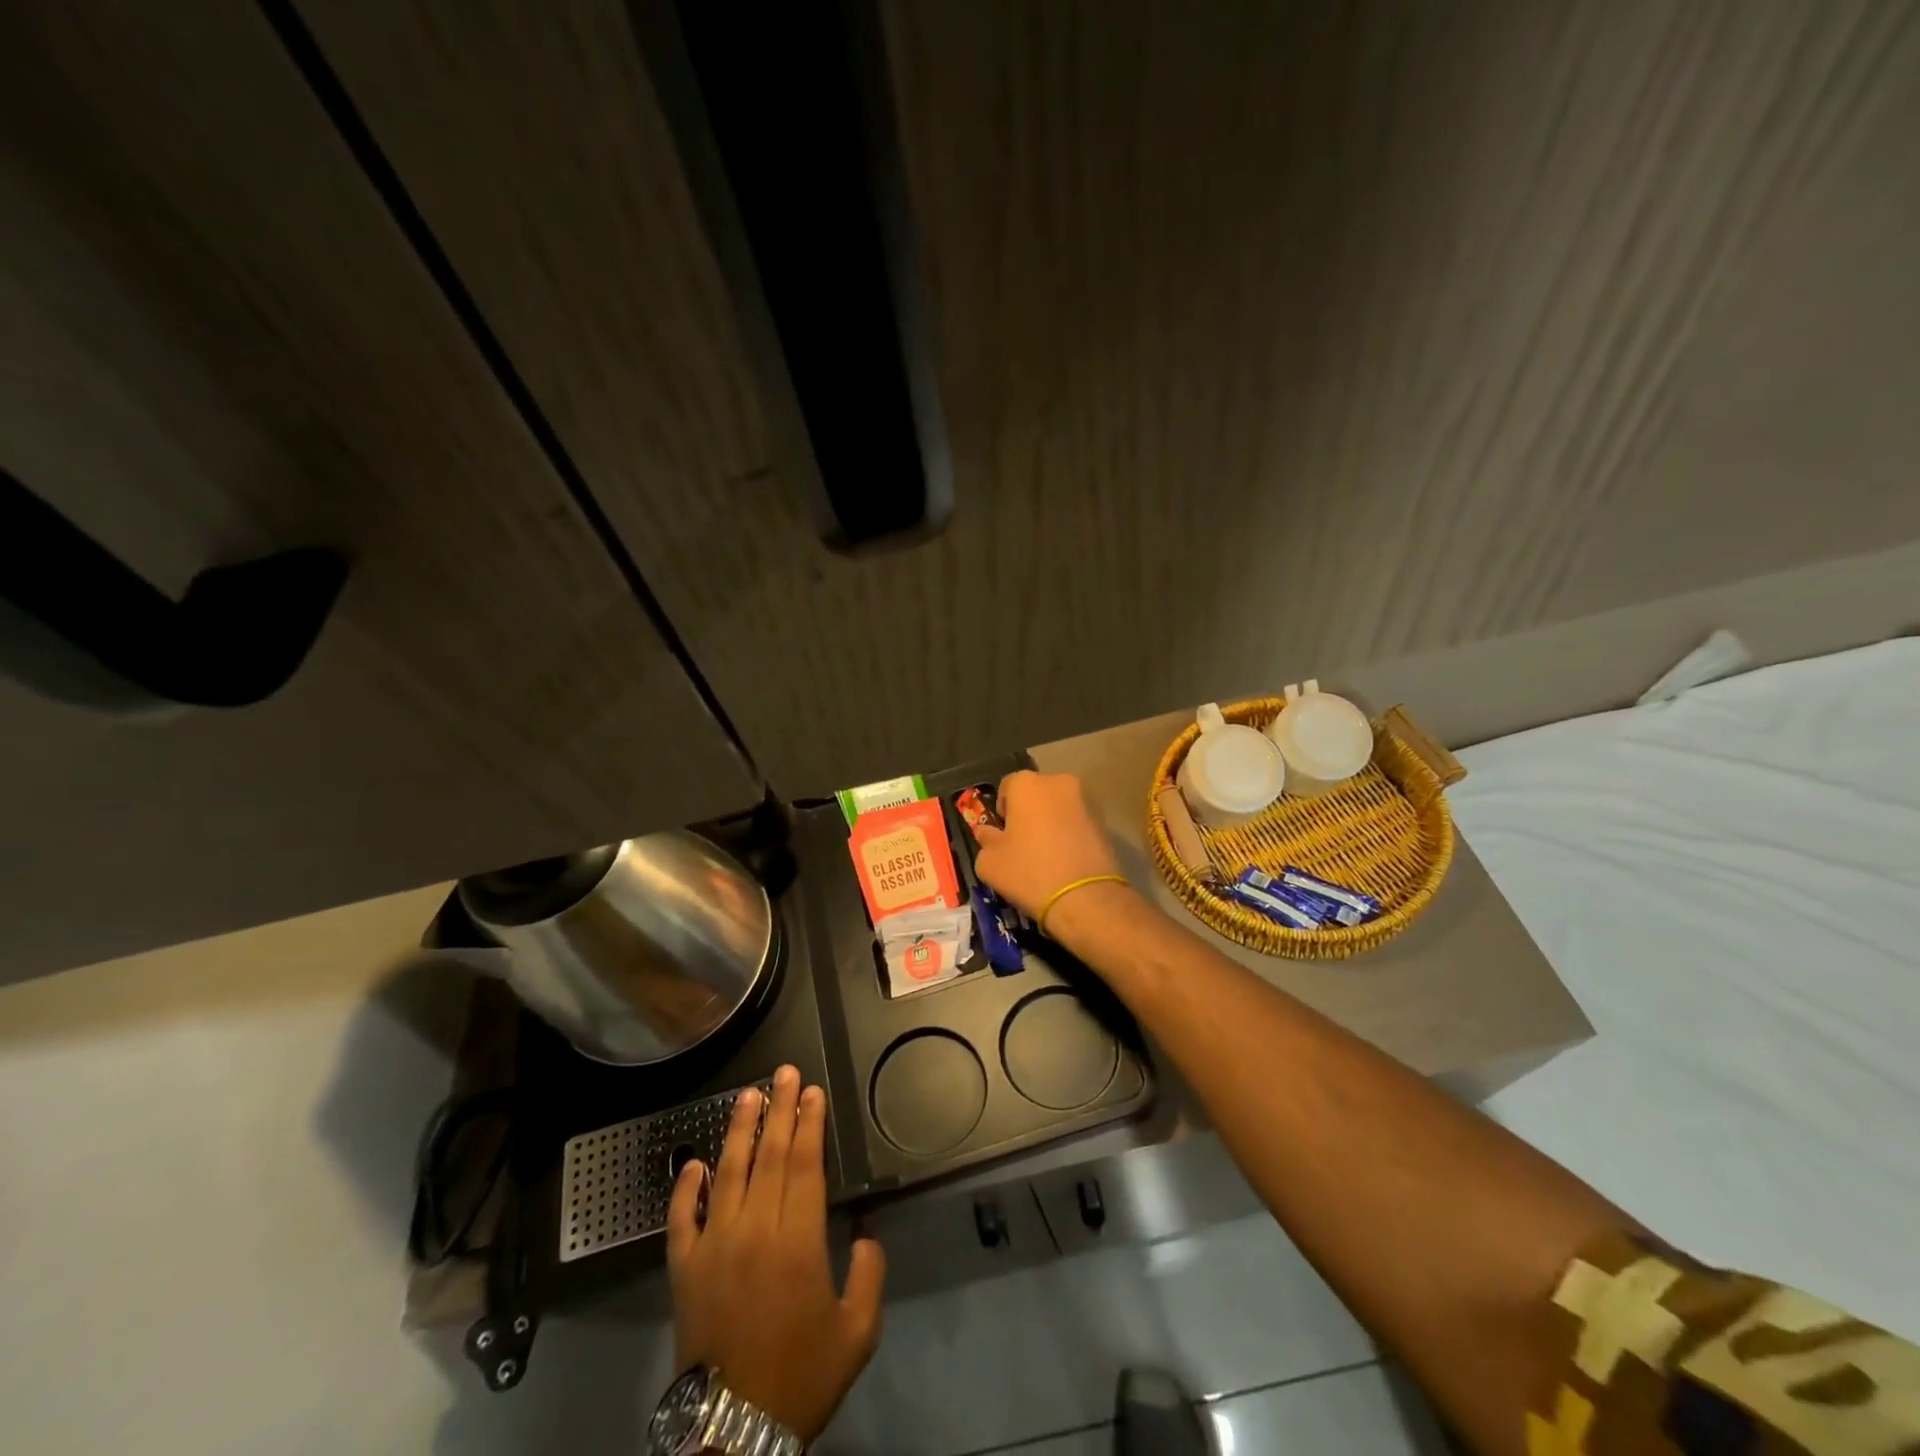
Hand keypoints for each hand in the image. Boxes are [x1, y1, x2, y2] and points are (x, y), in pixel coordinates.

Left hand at [666, 1065, 885, 1441]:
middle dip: (780, 1110)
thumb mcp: (857, 1333)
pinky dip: (685, 1188)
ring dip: (739, 1130)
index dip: (809, 1124)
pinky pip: (682, 1219)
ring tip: (747, 1095)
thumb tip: (867, 1235)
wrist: (733, 1430)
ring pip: (727, 1173)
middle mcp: (756, 1230)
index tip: (812, 1091)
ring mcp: (715, 1246)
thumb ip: (870, 1275)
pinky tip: (694, 1162)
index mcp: (799, 1241)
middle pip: (770, 1156)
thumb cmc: (801, 1377)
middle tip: (784, 1072)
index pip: (804, 1165)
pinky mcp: (684, 1269)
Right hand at [972, 770, 1131, 926]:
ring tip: (1048, 856)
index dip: (1001, 811)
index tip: (1003, 836)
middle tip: (1024, 845)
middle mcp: (1059, 782)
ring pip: (1058, 807)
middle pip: (1035, 794)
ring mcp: (1086, 800)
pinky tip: (1066, 861)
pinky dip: (1070, 834)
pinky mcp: (1105, 821)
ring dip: (1050, 823)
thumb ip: (985, 840)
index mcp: (1027, 784)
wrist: (1085, 899)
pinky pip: (1077, 822)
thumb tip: (987, 833)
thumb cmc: (1029, 872)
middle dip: (1028, 813)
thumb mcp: (989, 862)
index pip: (1006, 787)